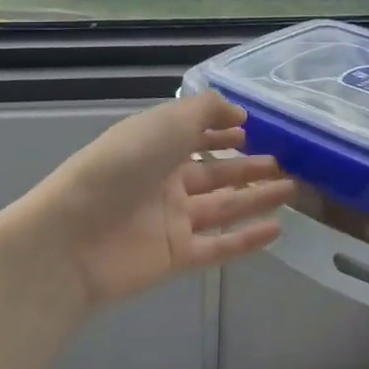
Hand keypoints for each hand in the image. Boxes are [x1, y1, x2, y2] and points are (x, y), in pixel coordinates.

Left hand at [31, 93, 294, 307]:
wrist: (76, 235)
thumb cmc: (122, 166)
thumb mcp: (166, 121)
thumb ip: (206, 111)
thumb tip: (238, 114)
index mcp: (156, 147)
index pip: (196, 136)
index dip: (222, 132)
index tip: (253, 130)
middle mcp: (165, 182)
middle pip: (216, 173)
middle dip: (249, 167)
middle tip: (286, 163)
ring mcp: (172, 221)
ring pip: (224, 208)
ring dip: (257, 198)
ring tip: (292, 189)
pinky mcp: (177, 257)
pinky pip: (220, 246)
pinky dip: (248, 239)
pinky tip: (277, 228)